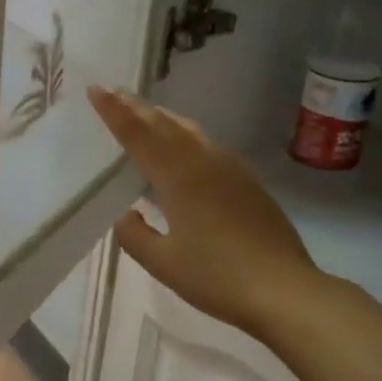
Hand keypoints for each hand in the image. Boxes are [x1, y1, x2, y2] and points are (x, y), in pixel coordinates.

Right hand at [90, 86, 324, 339]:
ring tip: (148, 112)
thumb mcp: (163, 263)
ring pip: (192, 133)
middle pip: (166, 126)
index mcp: (179, 178)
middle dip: (138, 108)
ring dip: (165, 119)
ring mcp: (232, 171)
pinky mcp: (250, 184)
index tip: (96, 89)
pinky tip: (188, 149)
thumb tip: (127, 214)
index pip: (138, 136)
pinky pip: (210, 148)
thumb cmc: (217, 277)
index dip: (114, 113)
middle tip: (117, 91)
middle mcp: (205, 164)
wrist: (285, 291)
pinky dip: (188, 138)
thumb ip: (135, 235)